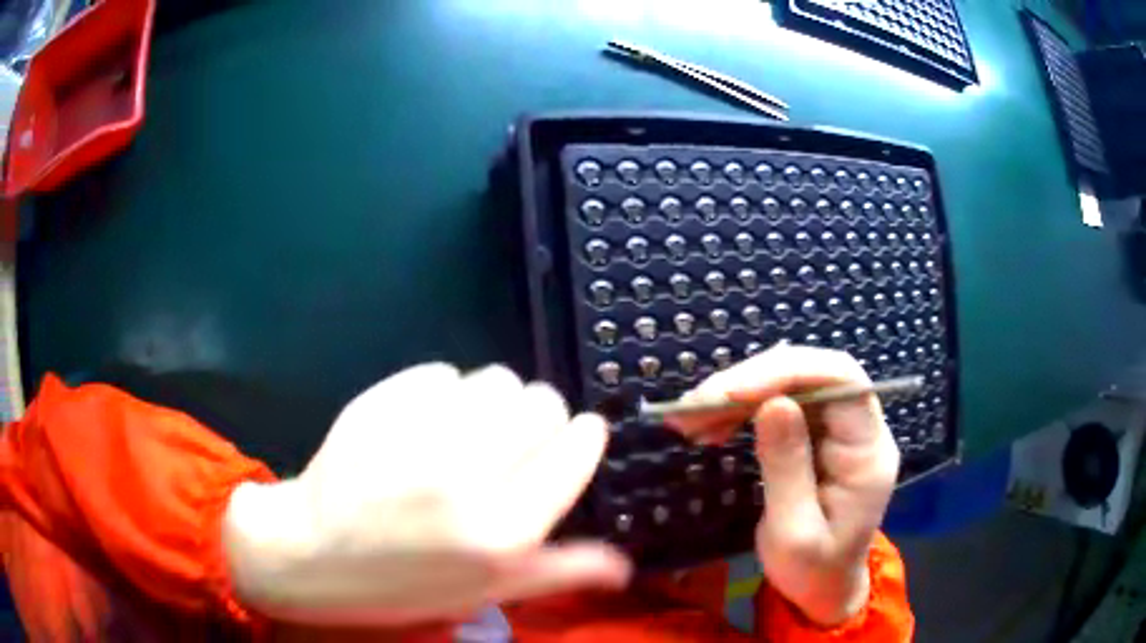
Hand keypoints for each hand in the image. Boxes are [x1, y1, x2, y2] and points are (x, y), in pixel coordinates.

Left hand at [222, 363, 630, 625]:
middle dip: (537, 417)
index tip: (574, 436)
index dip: (581, 436)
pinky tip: (419, 423)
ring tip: (463, 431)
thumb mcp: (487, 591)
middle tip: (508, 442)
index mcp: (505, 530)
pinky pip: (441, 373)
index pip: (575, 448)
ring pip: (494, 379)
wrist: (311, 552)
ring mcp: (420, 433)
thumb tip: (625, 566)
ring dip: (490, 401)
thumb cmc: (403, 582)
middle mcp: (470, 477)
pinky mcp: (382, 402)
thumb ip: (560, 572)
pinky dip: (441, 392)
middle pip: (539, 401)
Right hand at [667, 345, 899, 625]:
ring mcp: (837, 430)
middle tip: (695, 407)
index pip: (842, 379)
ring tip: (691, 419)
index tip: (732, 392)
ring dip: (738, 396)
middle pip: (811, 375)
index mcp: (869, 450)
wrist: (822, 588)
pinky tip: (710, 427)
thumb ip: (787, 469)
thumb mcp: (795, 533)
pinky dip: (740, 412)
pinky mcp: (815, 437)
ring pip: (790, 386)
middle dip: (751, 382)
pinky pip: (778, 407)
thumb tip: (771, 404)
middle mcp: (858, 429)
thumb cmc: (813, 570)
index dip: (788, 372)